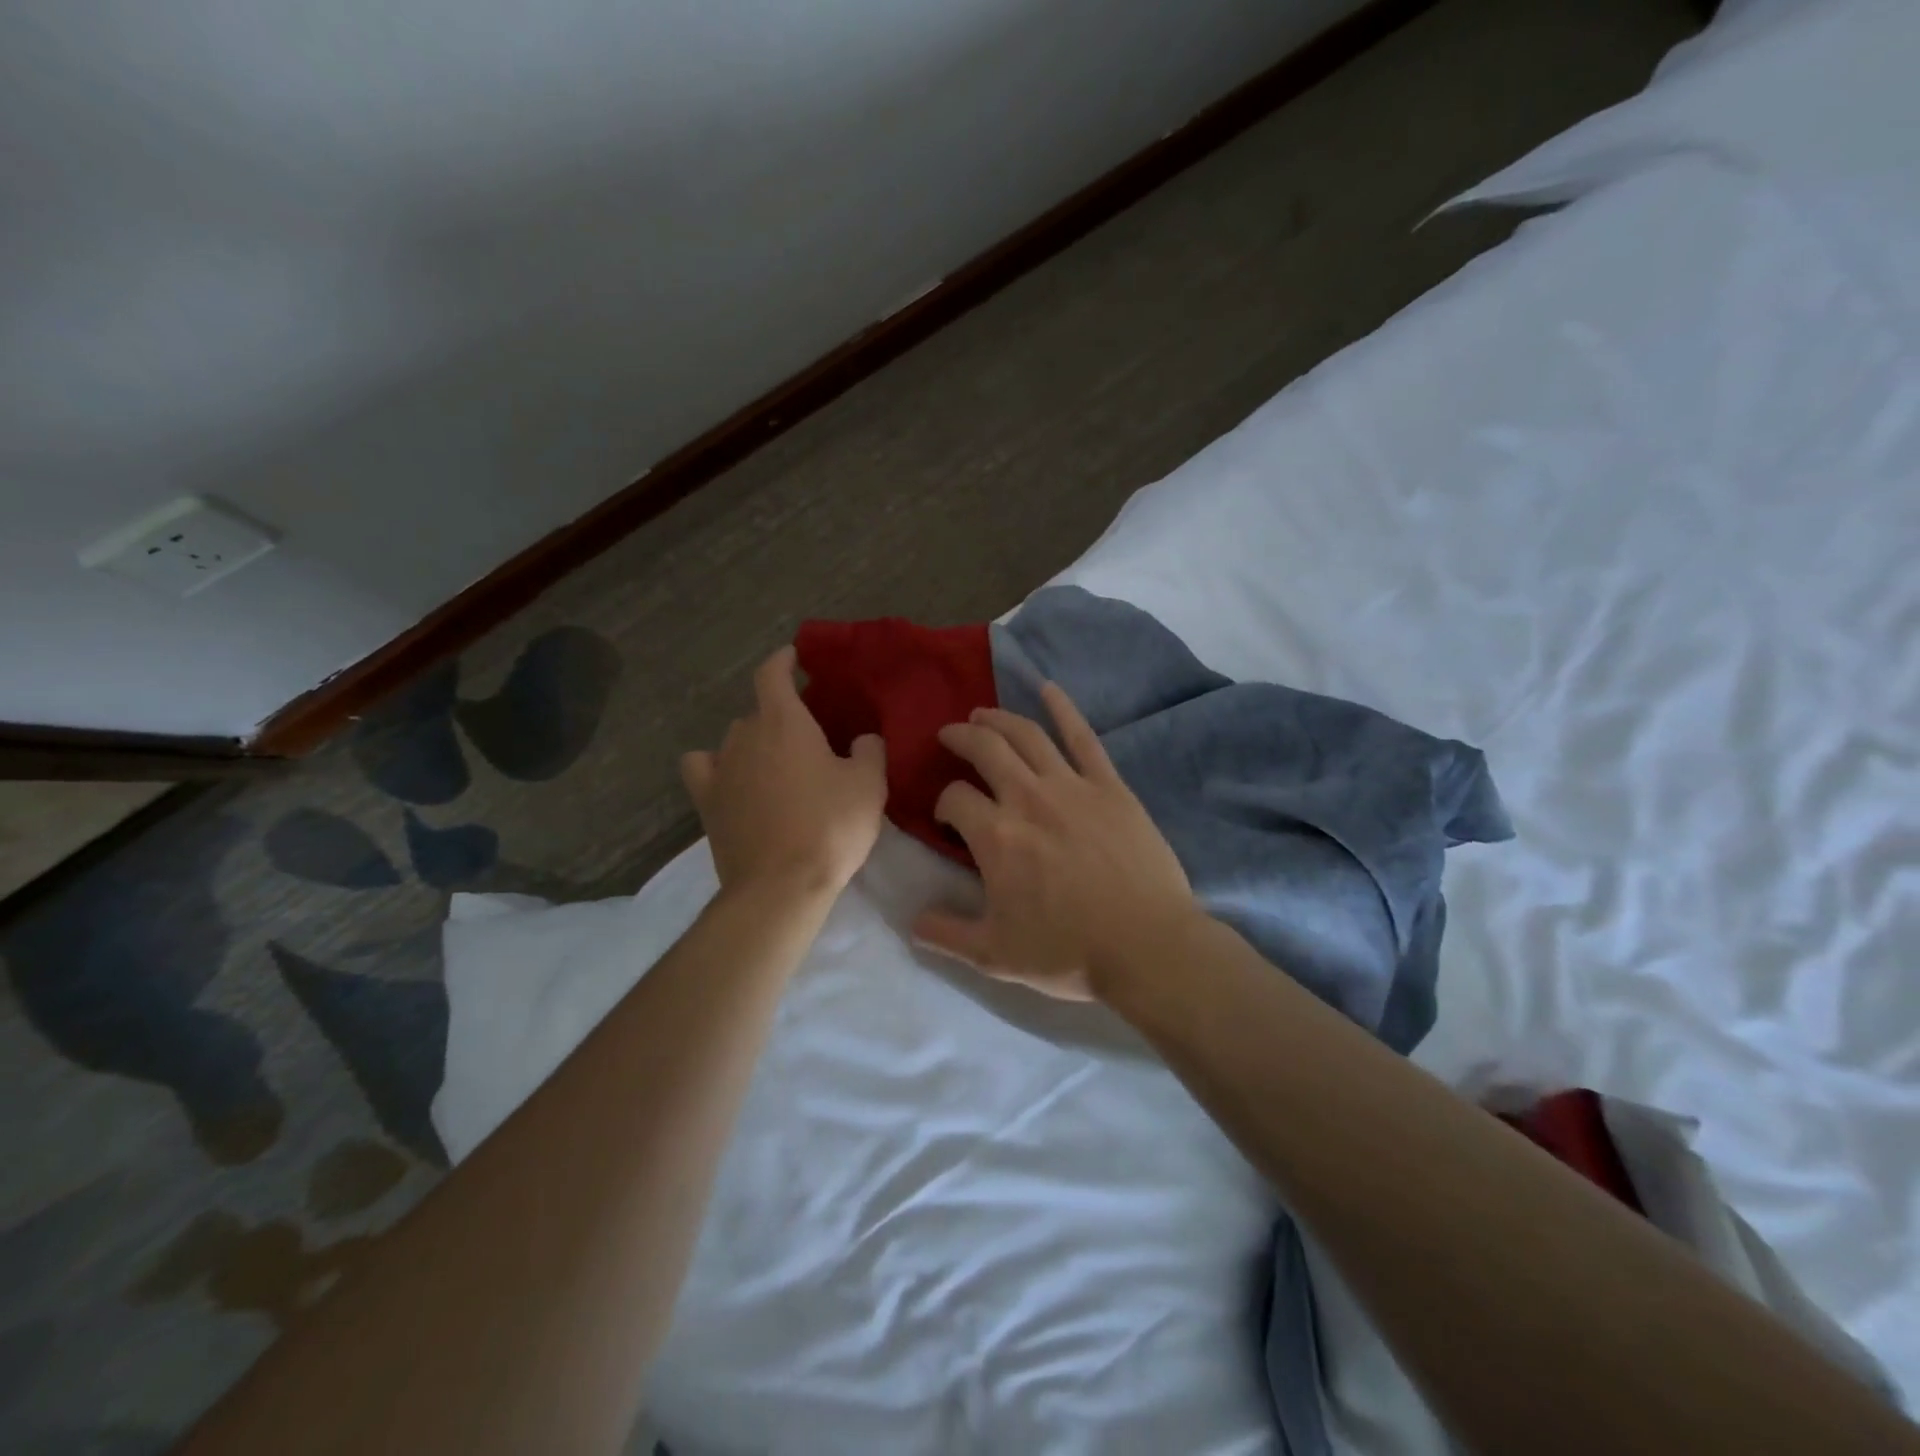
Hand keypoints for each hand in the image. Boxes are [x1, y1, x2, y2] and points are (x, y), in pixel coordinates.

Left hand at [681, 647, 887, 899]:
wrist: (781, 885)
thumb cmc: (830, 826)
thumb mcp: (869, 784)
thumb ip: (870, 750)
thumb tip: (862, 738)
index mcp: (784, 721)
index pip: (772, 673)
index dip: (783, 660)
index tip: (795, 656)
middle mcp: (744, 735)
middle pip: (759, 711)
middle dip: (781, 715)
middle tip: (808, 735)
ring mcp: (720, 768)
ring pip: (735, 739)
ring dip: (754, 742)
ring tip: (776, 763)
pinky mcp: (706, 802)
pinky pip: (703, 768)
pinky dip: (716, 766)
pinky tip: (732, 779)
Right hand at [910, 682, 1200, 1000]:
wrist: (1147, 946)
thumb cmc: (1069, 952)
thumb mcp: (996, 955)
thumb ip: (947, 934)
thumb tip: (912, 921)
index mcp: (995, 836)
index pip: (954, 798)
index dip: (944, 802)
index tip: (948, 815)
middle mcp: (1027, 798)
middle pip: (984, 749)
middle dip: (960, 738)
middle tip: (949, 735)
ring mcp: (1071, 786)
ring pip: (1026, 735)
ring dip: (998, 718)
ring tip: (982, 714)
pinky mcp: (1109, 786)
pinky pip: (1083, 737)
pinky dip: (1063, 709)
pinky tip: (1048, 689)